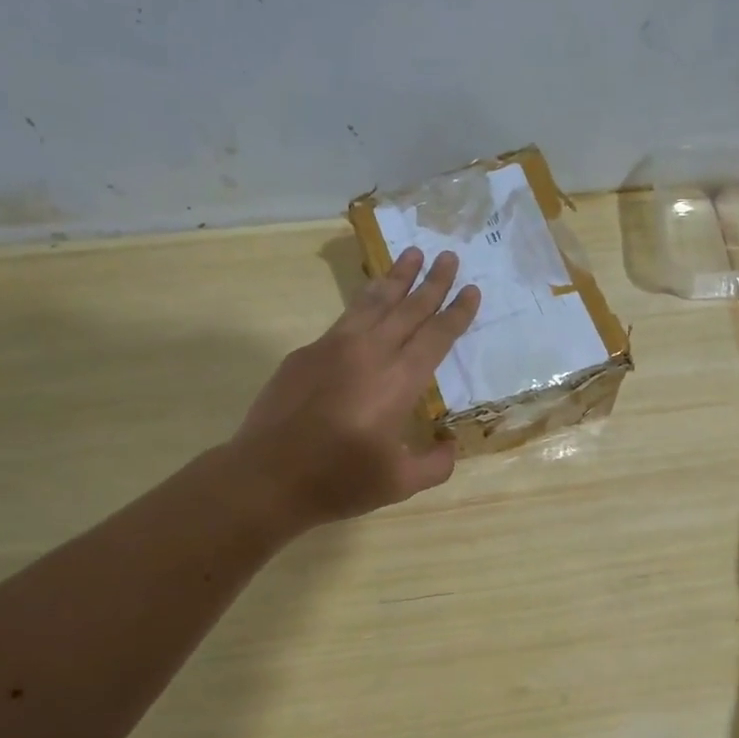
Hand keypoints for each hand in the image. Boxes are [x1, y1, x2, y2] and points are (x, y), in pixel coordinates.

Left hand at [231, 246, 479, 532]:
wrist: (267, 477)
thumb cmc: (339, 481)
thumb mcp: (400, 483)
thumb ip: (435, 464)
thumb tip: (449, 445)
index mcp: (398, 381)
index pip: (436, 336)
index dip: (456, 312)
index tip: (472, 288)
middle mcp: (370, 353)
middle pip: (408, 308)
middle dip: (432, 281)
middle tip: (449, 255)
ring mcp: (333, 347)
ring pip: (373, 302)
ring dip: (396, 277)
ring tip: (413, 254)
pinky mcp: (306, 353)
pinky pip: (345, 317)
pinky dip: (364, 301)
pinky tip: (369, 299)